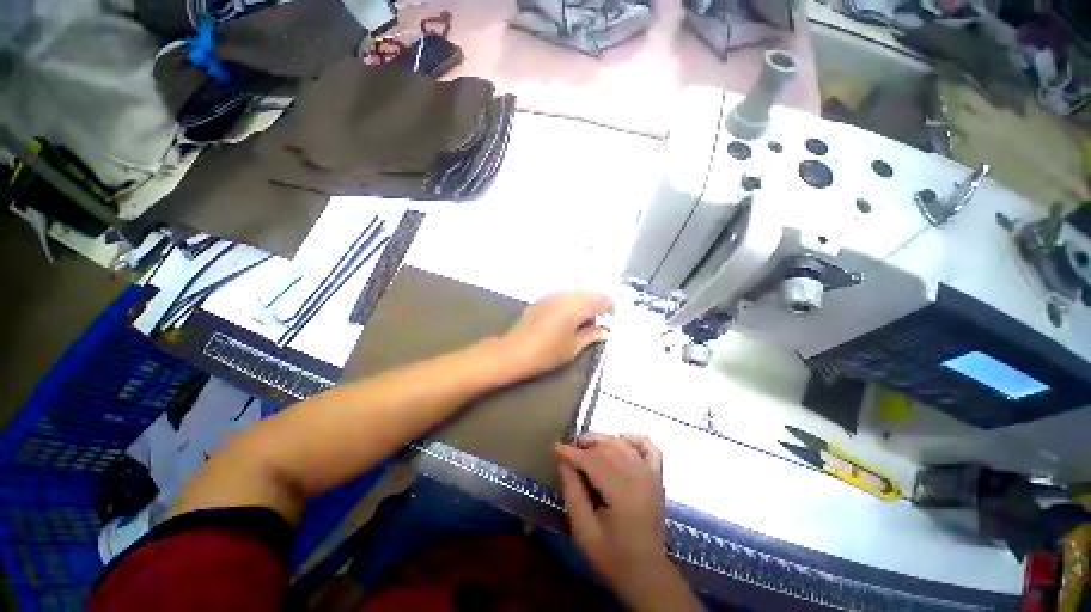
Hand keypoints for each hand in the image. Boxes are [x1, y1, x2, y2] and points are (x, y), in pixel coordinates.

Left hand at [499, 290, 612, 377]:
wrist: (515, 351)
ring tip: (588, 316)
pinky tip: (572, 312)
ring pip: (576, 290)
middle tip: (602, 316)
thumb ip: (591, 335)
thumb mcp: (573, 347)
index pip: (600, 299)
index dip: (610, 306)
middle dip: (598, 301)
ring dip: (586, 299)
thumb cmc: (547, 352)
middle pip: (589, 291)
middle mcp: (565, 296)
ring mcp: (553, 295)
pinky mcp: (543, 298)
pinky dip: (573, 299)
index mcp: (576, 307)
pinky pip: (564, 293)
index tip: (613, 316)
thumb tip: (605, 330)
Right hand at [556, 434, 698, 610]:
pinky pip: (648, 446)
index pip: (593, 461)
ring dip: (602, 439)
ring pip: (622, 444)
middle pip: (608, 448)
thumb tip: (563, 460)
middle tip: (569, 450)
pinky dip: (633, 438)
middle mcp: (639, 477)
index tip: (556, 448)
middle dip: (585, 444)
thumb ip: (572, 492)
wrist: (647, 573)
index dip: (572, 453)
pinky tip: (619, 440)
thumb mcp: (583, 530)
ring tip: (585, 445)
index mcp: (623, 494)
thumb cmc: (612, 556)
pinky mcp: (657, 475)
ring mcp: (651, 474)